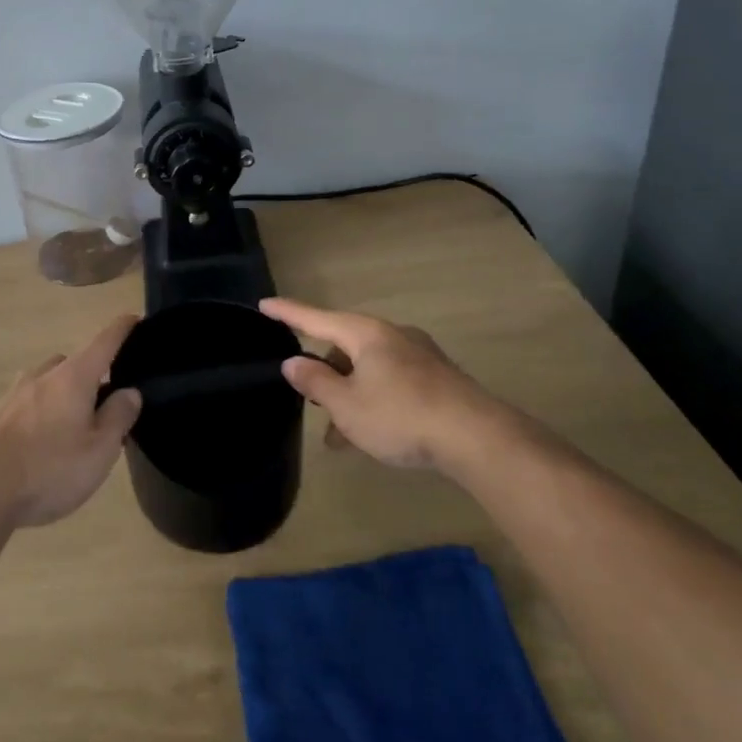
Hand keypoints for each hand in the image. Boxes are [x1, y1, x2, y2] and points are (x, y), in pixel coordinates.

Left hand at [0, 314, 142, 527]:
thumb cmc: (52, 468)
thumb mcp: (100, 449)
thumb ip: (118, 416)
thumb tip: (129, 391)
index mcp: (74, 377)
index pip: (104, 342)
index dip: (122, 329)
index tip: (135, 318)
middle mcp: (45, 375)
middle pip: (75, 362)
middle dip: (93, 374)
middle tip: (108, 402)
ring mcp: (18, 394)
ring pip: (51, 381)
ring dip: (66, 392)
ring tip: (77, 423)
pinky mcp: (0, 416)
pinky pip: (32, 401)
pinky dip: (46, 409)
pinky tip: (48, 438)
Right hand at [260, 297, 513, 471]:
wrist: (478, 438)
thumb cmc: (401, 416)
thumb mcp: (347, 405)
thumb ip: (316, 382)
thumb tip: (293, 362)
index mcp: (366, 334)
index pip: (316, 318)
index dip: (288, 313)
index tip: (264, 304)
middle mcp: (392, 336)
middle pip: (344, 346)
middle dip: (324, 374)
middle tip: (309, 398)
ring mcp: (418, 356)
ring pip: (368, 370)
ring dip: (349, 395)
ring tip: (338, 437)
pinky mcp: (436, 379)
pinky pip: (390, 382)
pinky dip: (372, 401)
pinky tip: (372, 435)